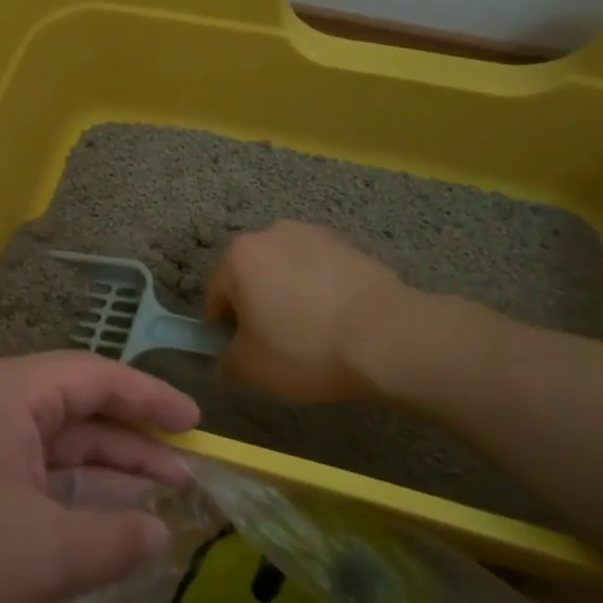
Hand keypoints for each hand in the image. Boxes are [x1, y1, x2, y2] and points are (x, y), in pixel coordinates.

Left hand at [0, 352, 197, 602]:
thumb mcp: (45, 557)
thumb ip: (115, 539)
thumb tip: (161, 533)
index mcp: (7, 392)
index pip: (97, 377)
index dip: (153, 399)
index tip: (198, 424)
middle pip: (77, 409)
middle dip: (133, 442)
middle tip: (190, 472)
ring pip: (51, 444)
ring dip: (102, 471)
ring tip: (160, 498)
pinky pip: (25, 470)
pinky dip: (65, 492)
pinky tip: (100, 520)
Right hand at [204, 222, 424, 400]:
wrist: (388, 337)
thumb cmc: (304, 349)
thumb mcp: (250, 369)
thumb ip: (226, 361)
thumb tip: (228, 358)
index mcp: (238, 256)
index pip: (215, 296)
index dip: (222, 330)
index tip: (240, 354)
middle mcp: (271, 234)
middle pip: (251, 277)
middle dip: (256, 307)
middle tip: (273, 345)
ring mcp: (314, 235)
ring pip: (287, 272)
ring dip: (288, 297)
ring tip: (309, 335)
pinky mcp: (350, 246)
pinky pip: (320, 273)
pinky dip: (319, 293)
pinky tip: (335, 324)